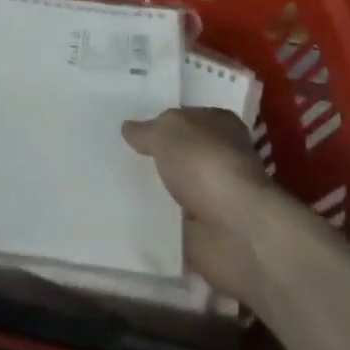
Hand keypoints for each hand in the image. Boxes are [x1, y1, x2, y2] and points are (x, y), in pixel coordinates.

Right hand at [123, 108, 281, 304]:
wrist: (237, 233)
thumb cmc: (206, 165)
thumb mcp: (167, 132)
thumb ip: (146, 130)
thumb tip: (128, 128)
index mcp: (219, 124)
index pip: (185, 116)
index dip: (158, 119)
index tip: (128, 125)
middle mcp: (220, 158)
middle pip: (179, 153)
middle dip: (153, 156)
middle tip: (113, 153)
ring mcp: (214, 198)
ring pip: (174, 188)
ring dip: (153, 191)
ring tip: (112, 183)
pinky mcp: (206, 233)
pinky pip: (172, 223)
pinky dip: (155, 223)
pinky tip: (125, 215)